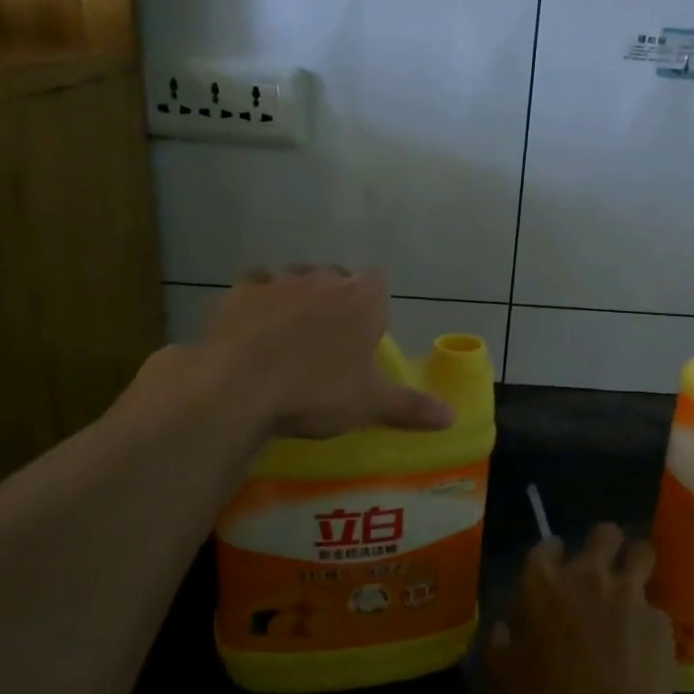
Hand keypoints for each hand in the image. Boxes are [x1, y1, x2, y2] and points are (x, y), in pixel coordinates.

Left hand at [200, 266, 454, 438]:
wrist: (241, 387)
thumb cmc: (318, 391)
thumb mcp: (370, 404)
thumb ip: (411, 406)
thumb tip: (452, 416)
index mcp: (362, 300)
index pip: (378, 283)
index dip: (373, 304)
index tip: (366, 331)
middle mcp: (323, 280)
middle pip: (336, 277)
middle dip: (336, 298)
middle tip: (330, 338)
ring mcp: (279, 282)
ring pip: (295, 278)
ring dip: (297, 297)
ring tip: (291, 333)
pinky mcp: (240, 292)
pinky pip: (255, 287)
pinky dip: (258, 303)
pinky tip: (253, 328)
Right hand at [486, 523, 680, 693]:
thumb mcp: (507, 677)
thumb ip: (502, 644)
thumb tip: (503, 629)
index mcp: (543, 582)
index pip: (548, 545)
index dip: (553, 556)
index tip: (554, 573)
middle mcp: (588, 575)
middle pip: (604, 533)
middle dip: (605, 545)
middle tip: (601, 570)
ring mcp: (630, 593)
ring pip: (641, 552)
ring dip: (636, 564)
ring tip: (632, 589)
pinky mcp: (661, 619)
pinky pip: (656, 607)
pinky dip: (650, 621)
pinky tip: (645, 648)